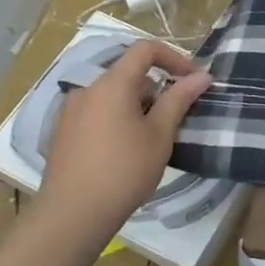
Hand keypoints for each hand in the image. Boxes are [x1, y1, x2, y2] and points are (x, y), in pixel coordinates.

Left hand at [37, 41, 210, 249]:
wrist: (72, 216)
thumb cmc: (124, 171)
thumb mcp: (160, 134)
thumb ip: (180, 99)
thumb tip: (202, 75)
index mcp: (112, 84)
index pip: (145, 49)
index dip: (173, 57)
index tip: (191, 80)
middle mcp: (87, 90)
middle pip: (129, 73)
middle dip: (156, 89)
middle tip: (173, 118)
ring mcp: (70, 111)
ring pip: (112, 95)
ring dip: (136, 105)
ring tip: (150, 139)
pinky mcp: (62, 132)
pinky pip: (97, 112)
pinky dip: (116, 118)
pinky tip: (123, 151)